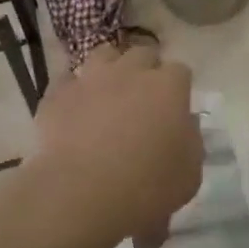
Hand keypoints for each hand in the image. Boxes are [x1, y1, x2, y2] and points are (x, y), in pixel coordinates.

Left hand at [29, 42, 201, 246]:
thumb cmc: (148, 187)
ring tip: (108, 93)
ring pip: (103, 55)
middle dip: (146, 70)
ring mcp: (91, 79)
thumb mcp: (190, 173)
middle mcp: (130, 72)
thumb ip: (190, 140)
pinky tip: (76, 109)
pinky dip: (75, 91)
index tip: (175, 107)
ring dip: (110, 69)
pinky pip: (68, 81)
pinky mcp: (58, 94)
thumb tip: (184, 123)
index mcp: (168, 87)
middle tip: (143, 98)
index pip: (180, 71)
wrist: (84, 193)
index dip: (178, 88)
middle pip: (143, 54)